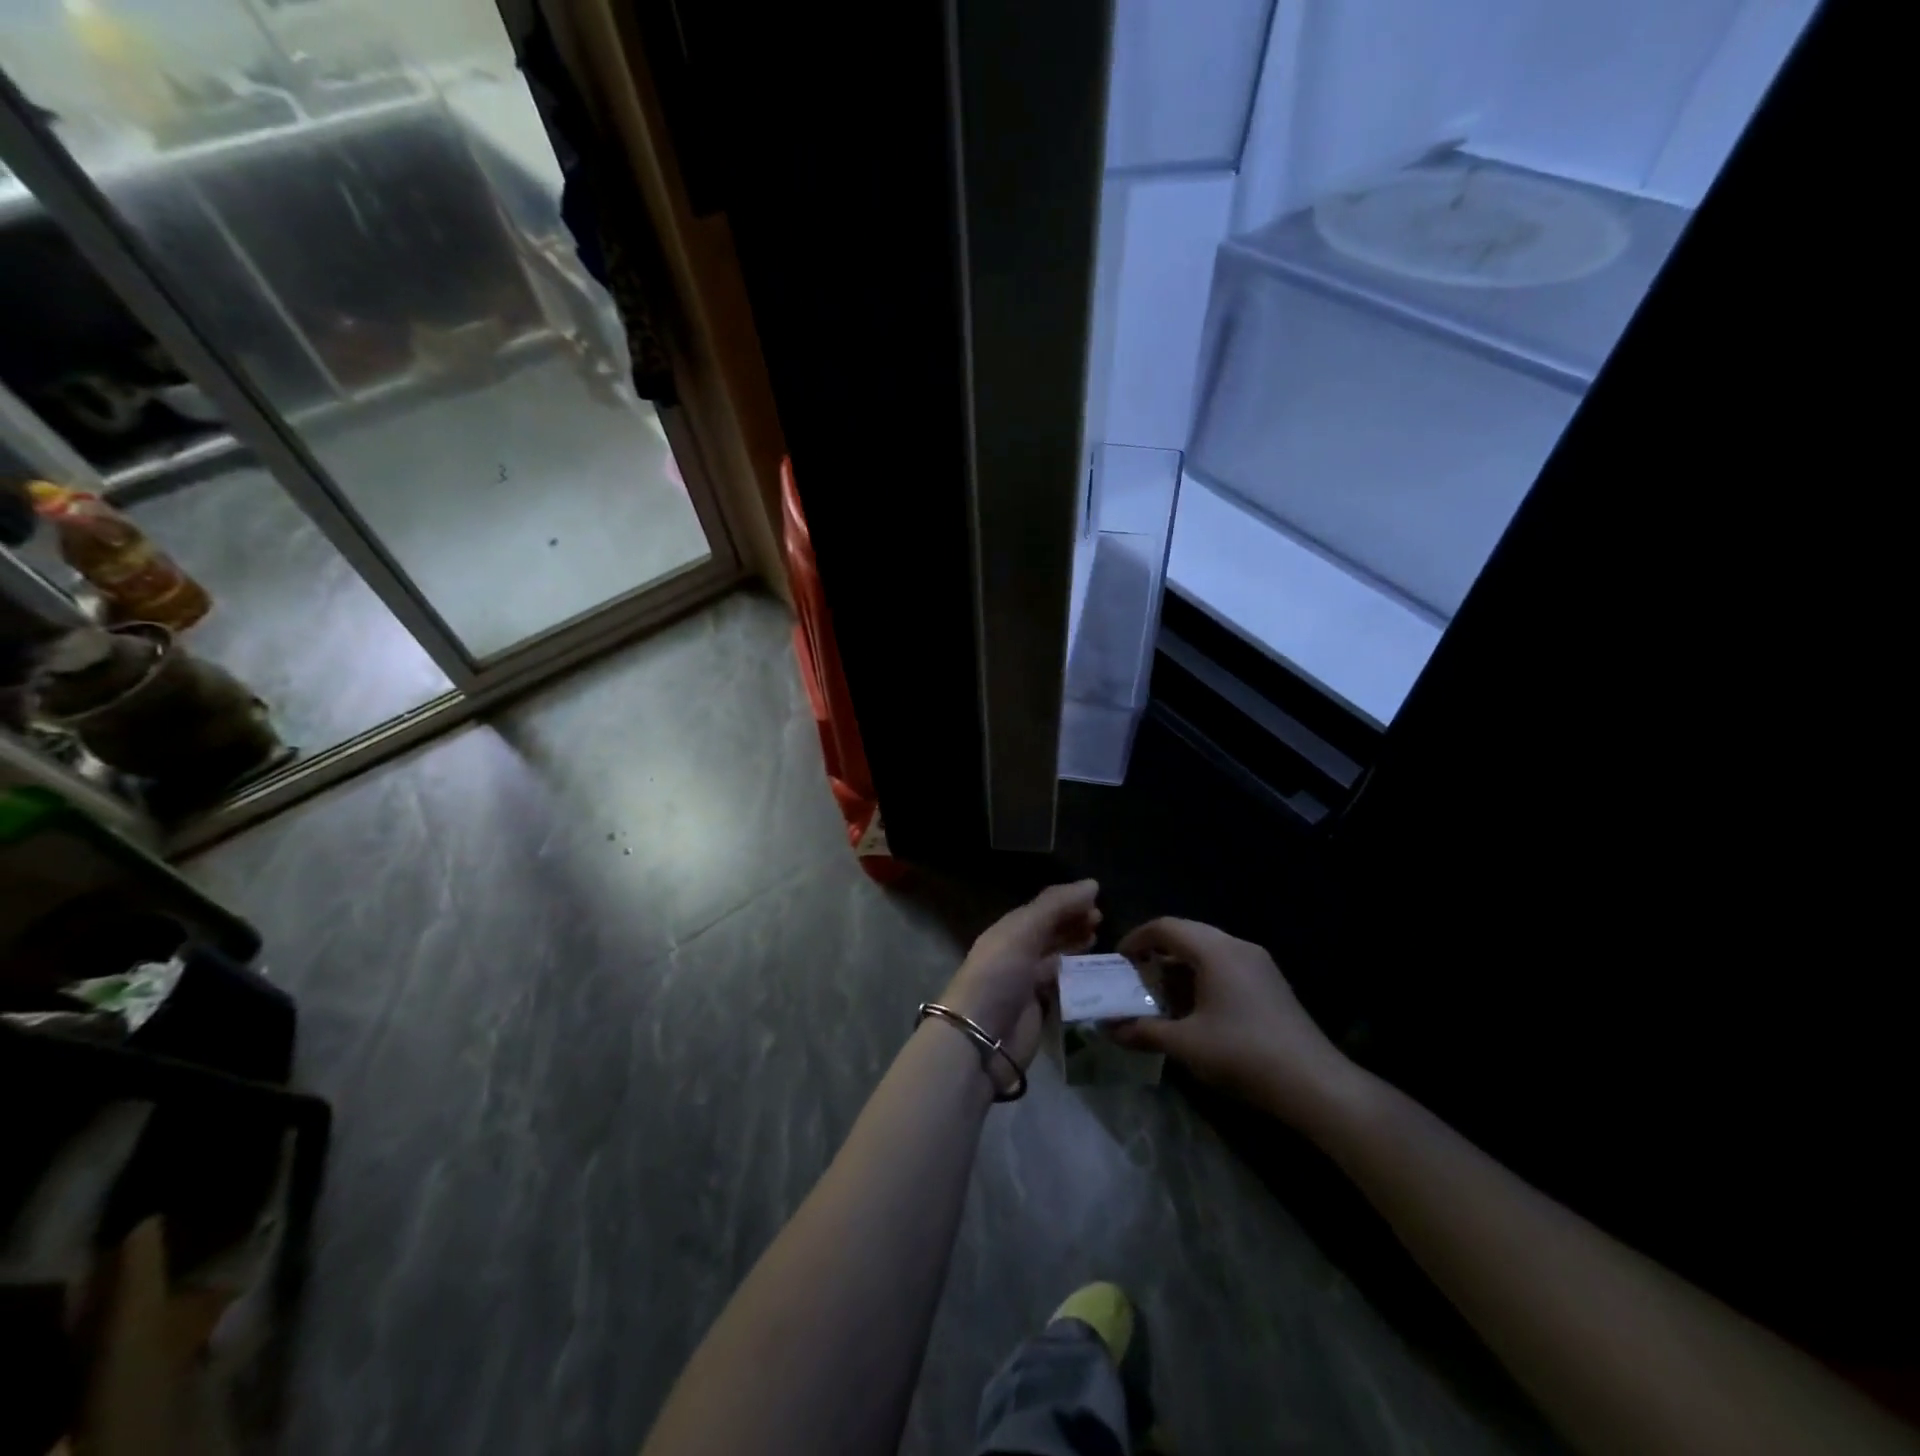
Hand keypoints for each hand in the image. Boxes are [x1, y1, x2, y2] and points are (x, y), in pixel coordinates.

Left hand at [938, 880, 1099, 1066]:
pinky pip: (1063, 986)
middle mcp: (1018, 952)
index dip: (1067, 902)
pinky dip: (1079, 977)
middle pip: (1050, 932)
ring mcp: (1028, 982)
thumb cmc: (998, 976)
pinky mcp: (1040, 1009)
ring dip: (1077, 947)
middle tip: (1101, 919)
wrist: (980, 1038)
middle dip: (1073, 923)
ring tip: (1100, 939)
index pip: (1042, 909)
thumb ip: (1055, 907)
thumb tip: (1092, 884)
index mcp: (1009, 931)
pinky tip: (1096, 973)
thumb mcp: (1023, 932)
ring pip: (1057, 958)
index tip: (1097, 898)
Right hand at [1111, 918, 1359, 1125]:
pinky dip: (1202, 977)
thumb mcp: (1186, 1044)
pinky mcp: (1270, 983)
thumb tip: (1110, 1029)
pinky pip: (1226, 966)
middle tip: (1134, 978)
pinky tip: (1194, 1009)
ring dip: (1179, 967)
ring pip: (1207, 951)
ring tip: (1160, 996)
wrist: (1315, 1083)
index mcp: (1215, 951)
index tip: (1118, 961)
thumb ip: (1145, 1031)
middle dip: (1156, 953)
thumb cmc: (1244, 1054)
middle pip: (1187, 935)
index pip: (1166, 927)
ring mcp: (1258, 964)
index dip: (1137, 939)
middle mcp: (1237, 947)